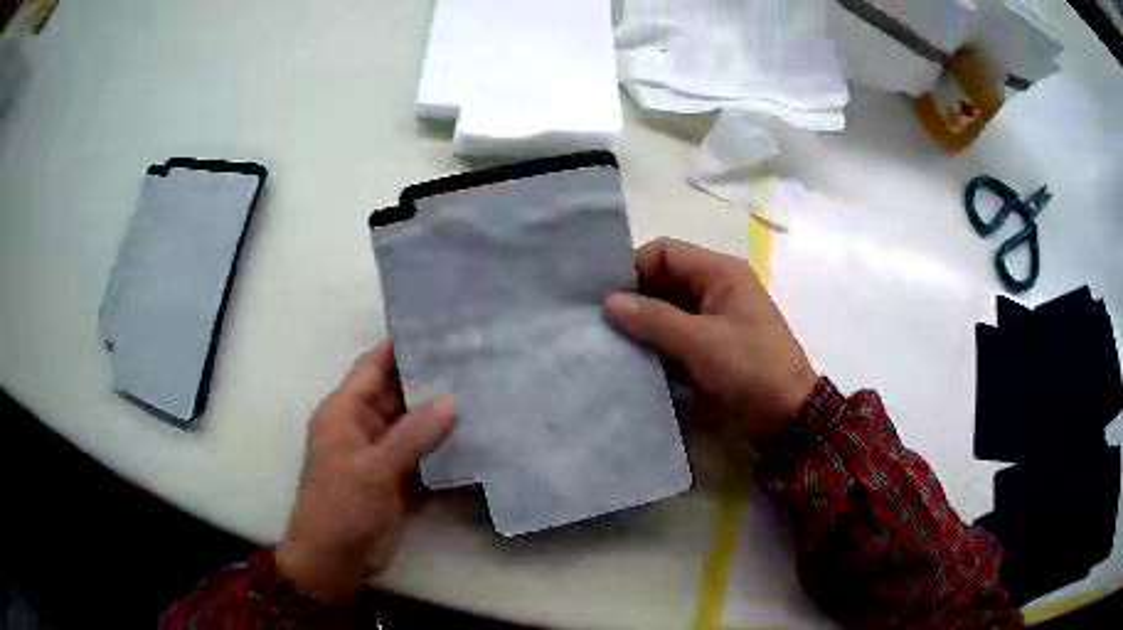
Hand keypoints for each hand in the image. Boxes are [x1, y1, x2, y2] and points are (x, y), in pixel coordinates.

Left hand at [276, 341, 454, 603]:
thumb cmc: (341, 507)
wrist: (336, 560)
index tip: (438, 328)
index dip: (400, 346)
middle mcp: (363, 426)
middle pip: (398, 393)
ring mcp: (381, 453)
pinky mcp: (397, 478)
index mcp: (345, 412)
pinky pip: (423, 455)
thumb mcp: (373, 468)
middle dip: (430, 380)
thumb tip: (451, 402)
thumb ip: (412, 435)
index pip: (373, 366)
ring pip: (413, 425)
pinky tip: (476, 439)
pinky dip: (443, 449)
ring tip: (483, 393)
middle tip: (474, 362)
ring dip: (441, 416)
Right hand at [604, 237, 816, 441]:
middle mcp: (716, 286)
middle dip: (634, 297)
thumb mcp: (700, 342)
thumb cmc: (750, 368)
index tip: (601, 295)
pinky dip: (657, 340)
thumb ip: (653, 319)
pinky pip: (677, 331)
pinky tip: (634, 355)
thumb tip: (609, 302)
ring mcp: (715, 315)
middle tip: (598, 320)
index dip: (631, 268)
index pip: (664, 252)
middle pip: (664, 279)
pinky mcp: (713, 342)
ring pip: (668, 307)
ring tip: (609, 339)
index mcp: (720, 271)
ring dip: (644, 321)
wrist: (787, 413)